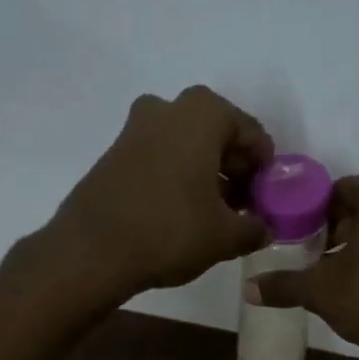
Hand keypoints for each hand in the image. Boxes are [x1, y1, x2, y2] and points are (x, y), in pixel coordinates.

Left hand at [41, 86, 274, 300]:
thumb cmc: (170, 231)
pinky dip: (177, 177)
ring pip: (185, 145)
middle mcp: (167, 108)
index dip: (264, 167)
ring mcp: (134, 129)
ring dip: (204, 173)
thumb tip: (263, 229)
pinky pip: (159, 158)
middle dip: (234, 168)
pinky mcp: (113, 154)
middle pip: (216, 134)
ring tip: (214, 214)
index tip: (267, 196)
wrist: (92, 251)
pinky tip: (181, 213)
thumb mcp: (225, 236)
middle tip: (242, 205)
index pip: (251, 133)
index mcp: (202, 114)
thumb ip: (253, 228)